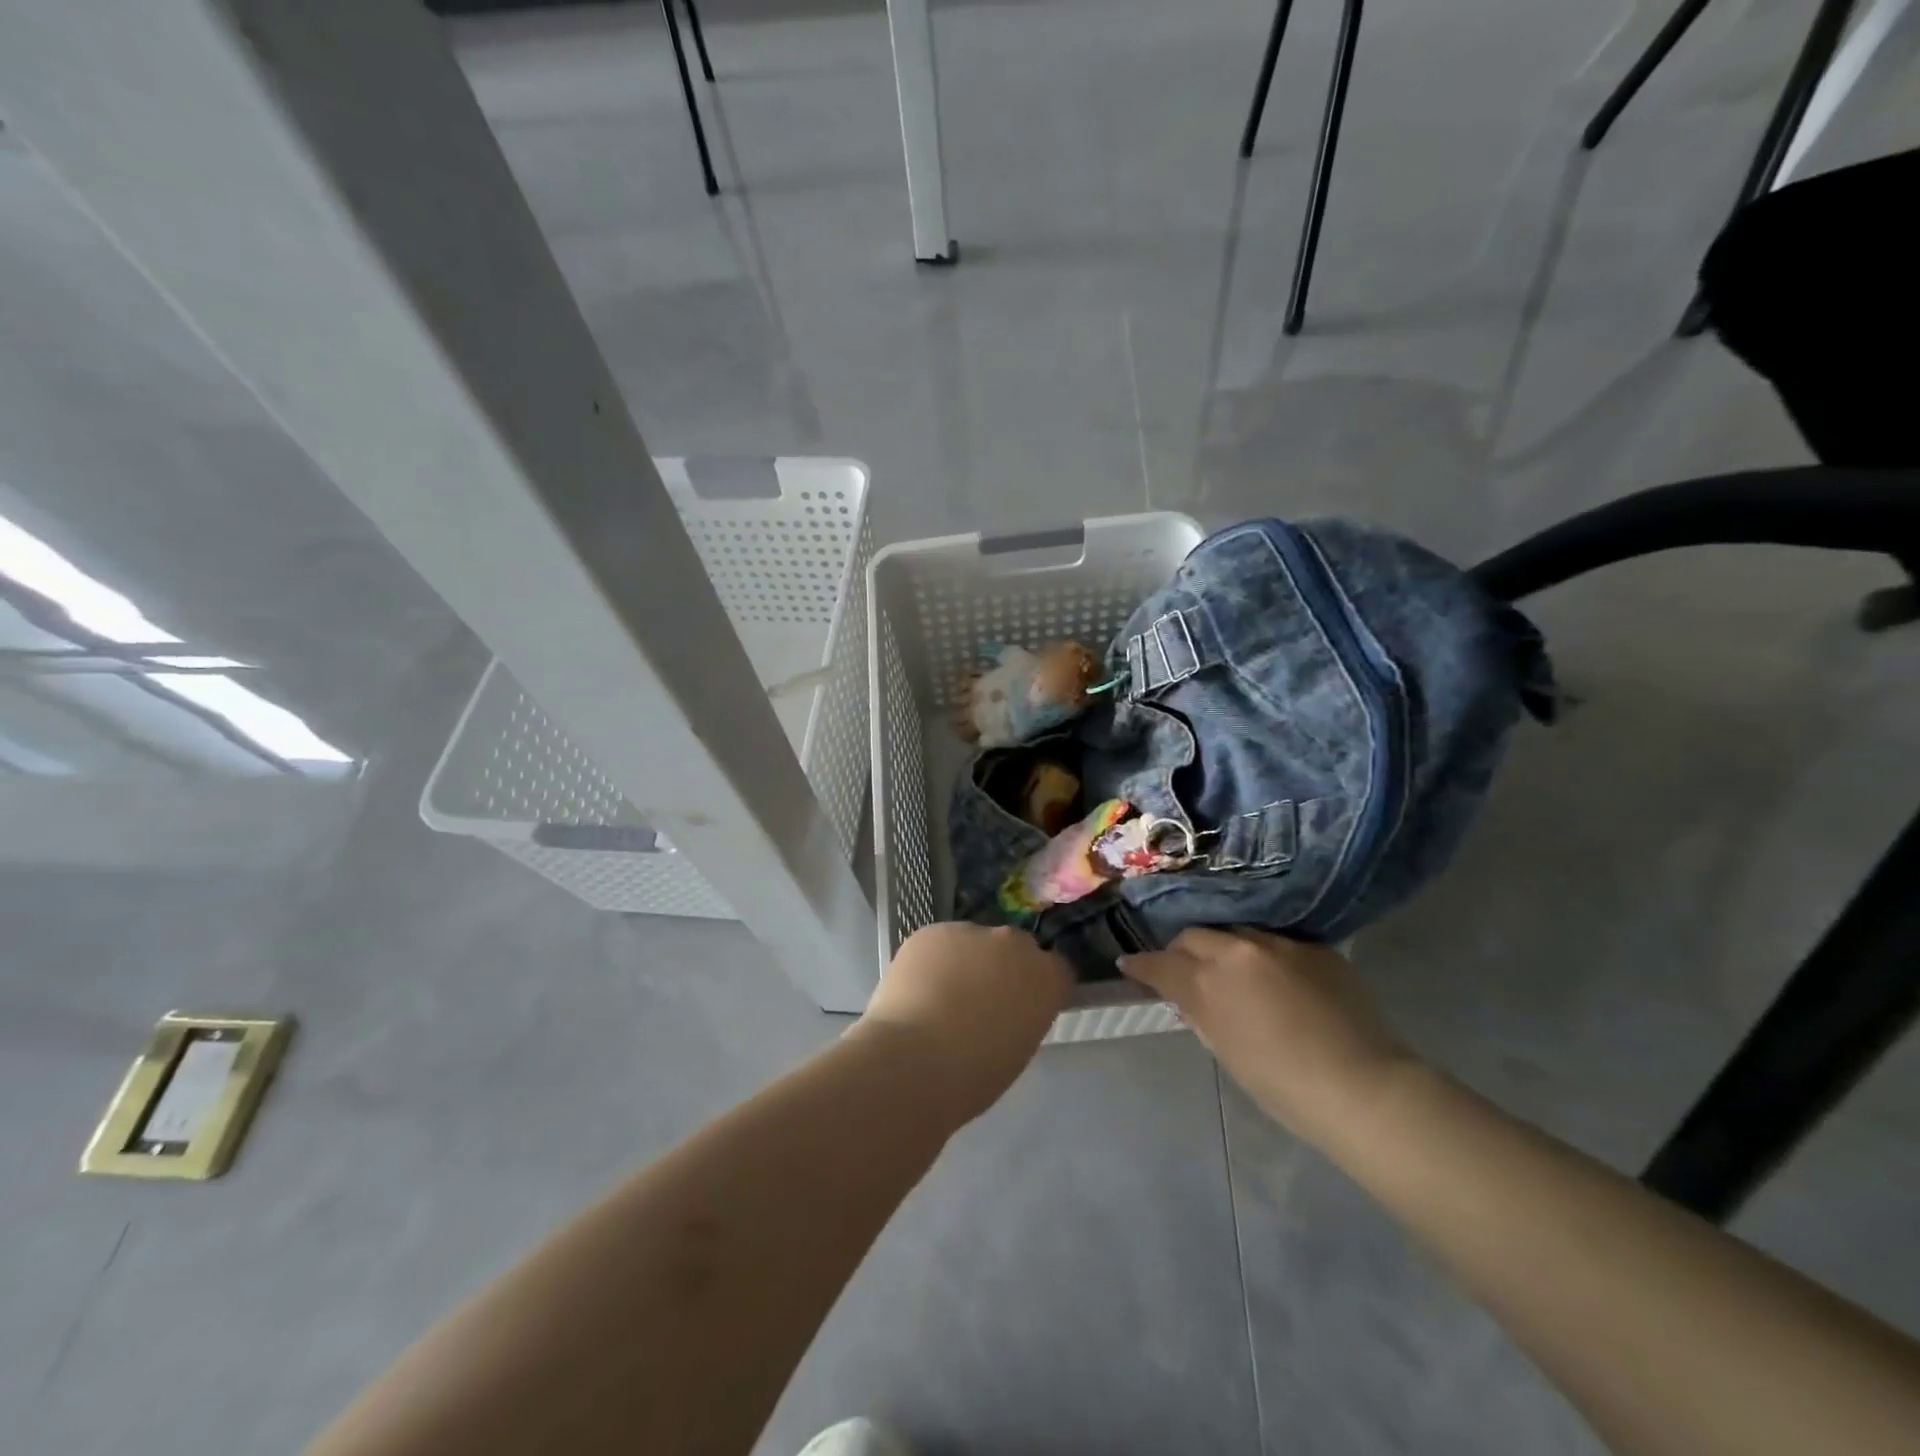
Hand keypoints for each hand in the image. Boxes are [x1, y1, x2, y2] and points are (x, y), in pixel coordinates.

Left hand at [853, 923, 1073, 1125]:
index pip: (1057, 968)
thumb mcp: (1017, 1050)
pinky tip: (915, 989)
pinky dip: (931, 960)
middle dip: (1002, 967)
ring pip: (973, 942)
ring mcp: (972, 932)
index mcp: (1046, 979)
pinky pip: (938, 942)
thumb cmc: (973, 1076)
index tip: (1022, 1006)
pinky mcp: (932, 930)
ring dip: (964, 961)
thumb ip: (1020, 1016)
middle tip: (979, 1001)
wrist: (913, 1061)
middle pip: (1015, 947)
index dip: (1038, 986)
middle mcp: (1015, 945)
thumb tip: (1003, 1009)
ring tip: (938, 997)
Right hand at [1120, 927, 1413, 1145]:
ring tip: (1230, 967)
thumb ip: (1199, 1013)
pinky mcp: (1313, 945)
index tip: (1131, 965)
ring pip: (1233, 931)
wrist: (1363, 1087)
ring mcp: (1278, 942)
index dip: (1141, 965)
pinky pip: (1274, 940)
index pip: (1160, 964)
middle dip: (1181, 951)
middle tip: (1184, 969)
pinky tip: (1274, 975)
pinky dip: (1262, 953)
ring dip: (1222, 947)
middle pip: (1193, 936)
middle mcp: (1237, 950)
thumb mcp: (1226, 1050)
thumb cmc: (1284, 1086)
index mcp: (1209, 983)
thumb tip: (1183, 994)